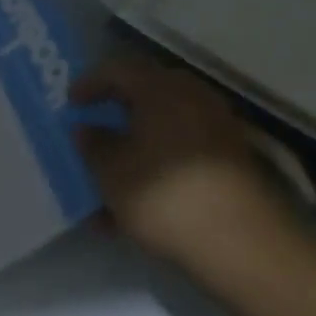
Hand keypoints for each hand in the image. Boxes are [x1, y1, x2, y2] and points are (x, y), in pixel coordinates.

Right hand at [73, 59, 300, 281]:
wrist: (244, 245)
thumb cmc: (166, 196)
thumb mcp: (113, 173)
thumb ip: (93, 146)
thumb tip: (85, 129)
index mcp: (159, 86)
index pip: (116, 70)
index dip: (89, 84)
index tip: (71, 102)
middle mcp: (190, 94)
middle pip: (144, 94)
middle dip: (116, 113)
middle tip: (95, 129)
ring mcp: (216, 126)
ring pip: (164, 127)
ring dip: (137, 146)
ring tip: (114, 179)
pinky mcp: (232, 159)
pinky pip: (184, 151)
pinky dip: (161, 165)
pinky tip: (144, 204)